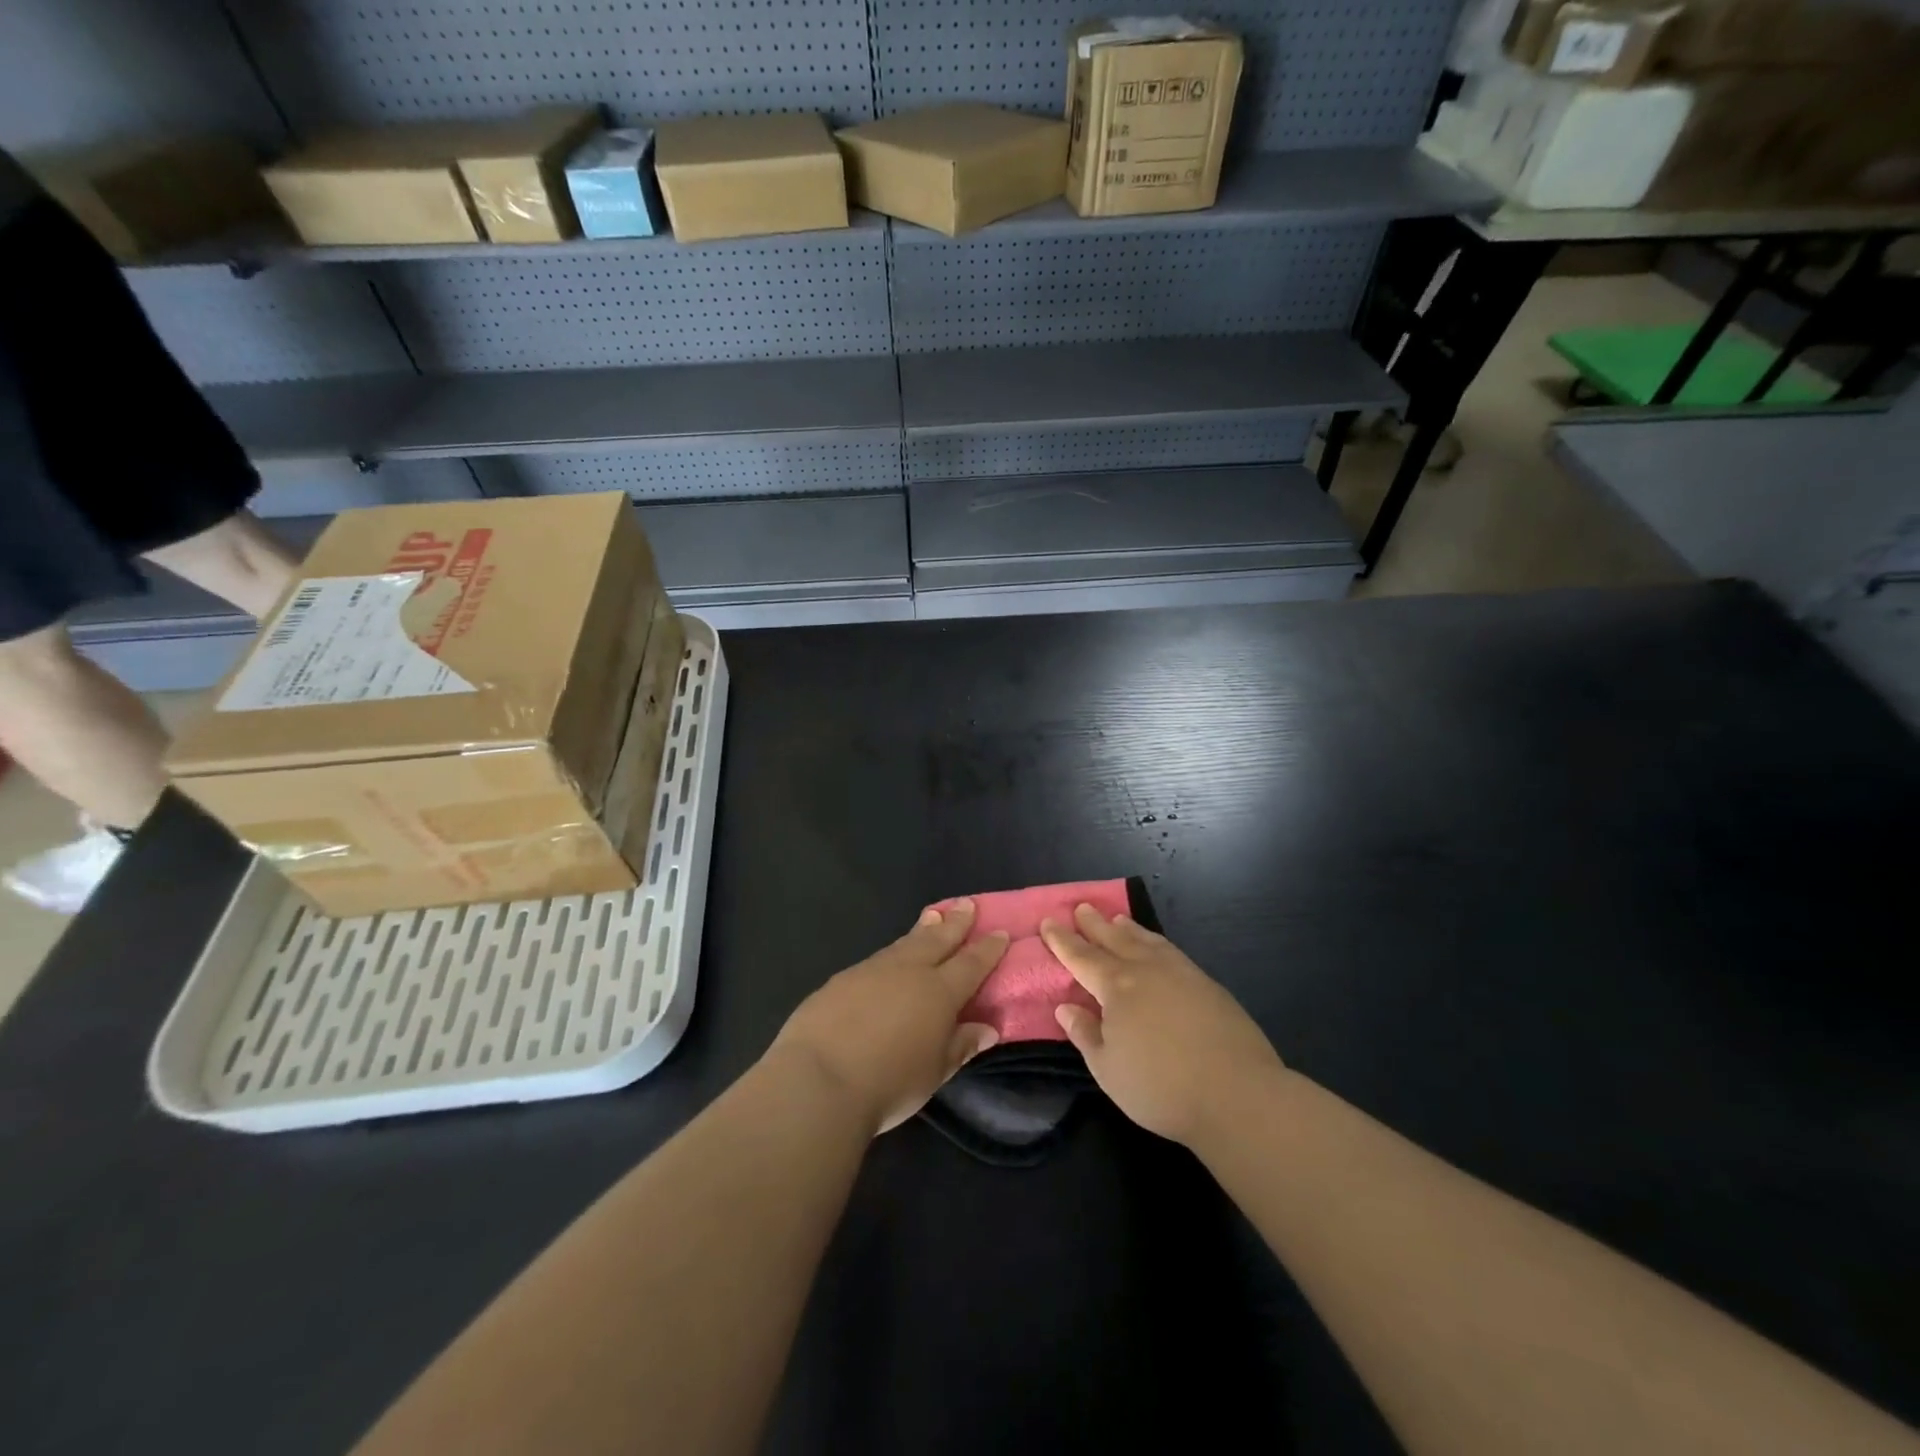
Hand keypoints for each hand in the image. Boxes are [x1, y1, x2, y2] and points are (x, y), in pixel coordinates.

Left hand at [769, 901, 1007, 1135]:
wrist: (819, 1079)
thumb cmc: (888, 1083)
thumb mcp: (934, 1072)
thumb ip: (960, 1045)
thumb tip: (987, 1029)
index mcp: (939, 992)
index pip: (971, 964)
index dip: (987, 949)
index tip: (1000, 932)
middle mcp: (909, 971)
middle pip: (938, 940)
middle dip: (956, 923)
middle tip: (967, 904)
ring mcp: (872, 970)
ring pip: (905, 943)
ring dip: (923, 930)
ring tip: (933, 916)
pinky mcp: (842, 979)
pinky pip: (878, 958)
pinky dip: (893, 951)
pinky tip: (891, 955)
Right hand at [1041, 903, 1282, 1144]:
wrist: (1237, 1093)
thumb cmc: (1161, 1087)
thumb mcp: (1108, 1069)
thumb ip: (1085, 1034)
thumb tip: (1065, 1008)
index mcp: (1116, 987)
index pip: (1081, 957)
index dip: (1062, 940)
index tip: (1048, 921)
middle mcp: (1146, 970)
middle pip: (1114, 939)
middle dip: (1094, 924)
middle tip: (1081, 907)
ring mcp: (1180, 973)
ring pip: (1146, 940)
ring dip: (1127, 929)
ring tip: (1117, 919)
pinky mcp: (1207, 984)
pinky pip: (1171, 951)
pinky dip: (1155, 941)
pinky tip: (1157, 947)